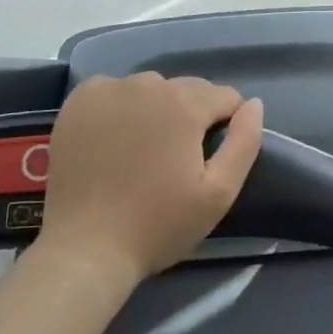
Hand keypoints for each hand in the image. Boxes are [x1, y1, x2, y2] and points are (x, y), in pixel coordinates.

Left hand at [26, 72, 264, 287]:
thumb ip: (245, 143)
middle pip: (189, 88)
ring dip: (158, 108)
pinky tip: (115, 136)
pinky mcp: (79, 101)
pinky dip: (121, 105)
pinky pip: (114, 90)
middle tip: (179, 158)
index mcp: (185, 104)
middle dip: (193, 115)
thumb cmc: (159, 225)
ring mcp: (109, 89)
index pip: (225, 96)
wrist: (85, 249)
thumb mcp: (219, 193)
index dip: (228, 124)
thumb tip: (253, 105)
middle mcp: (148, 85)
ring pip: (152, 88)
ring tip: (147, 149)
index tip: (212, 156)